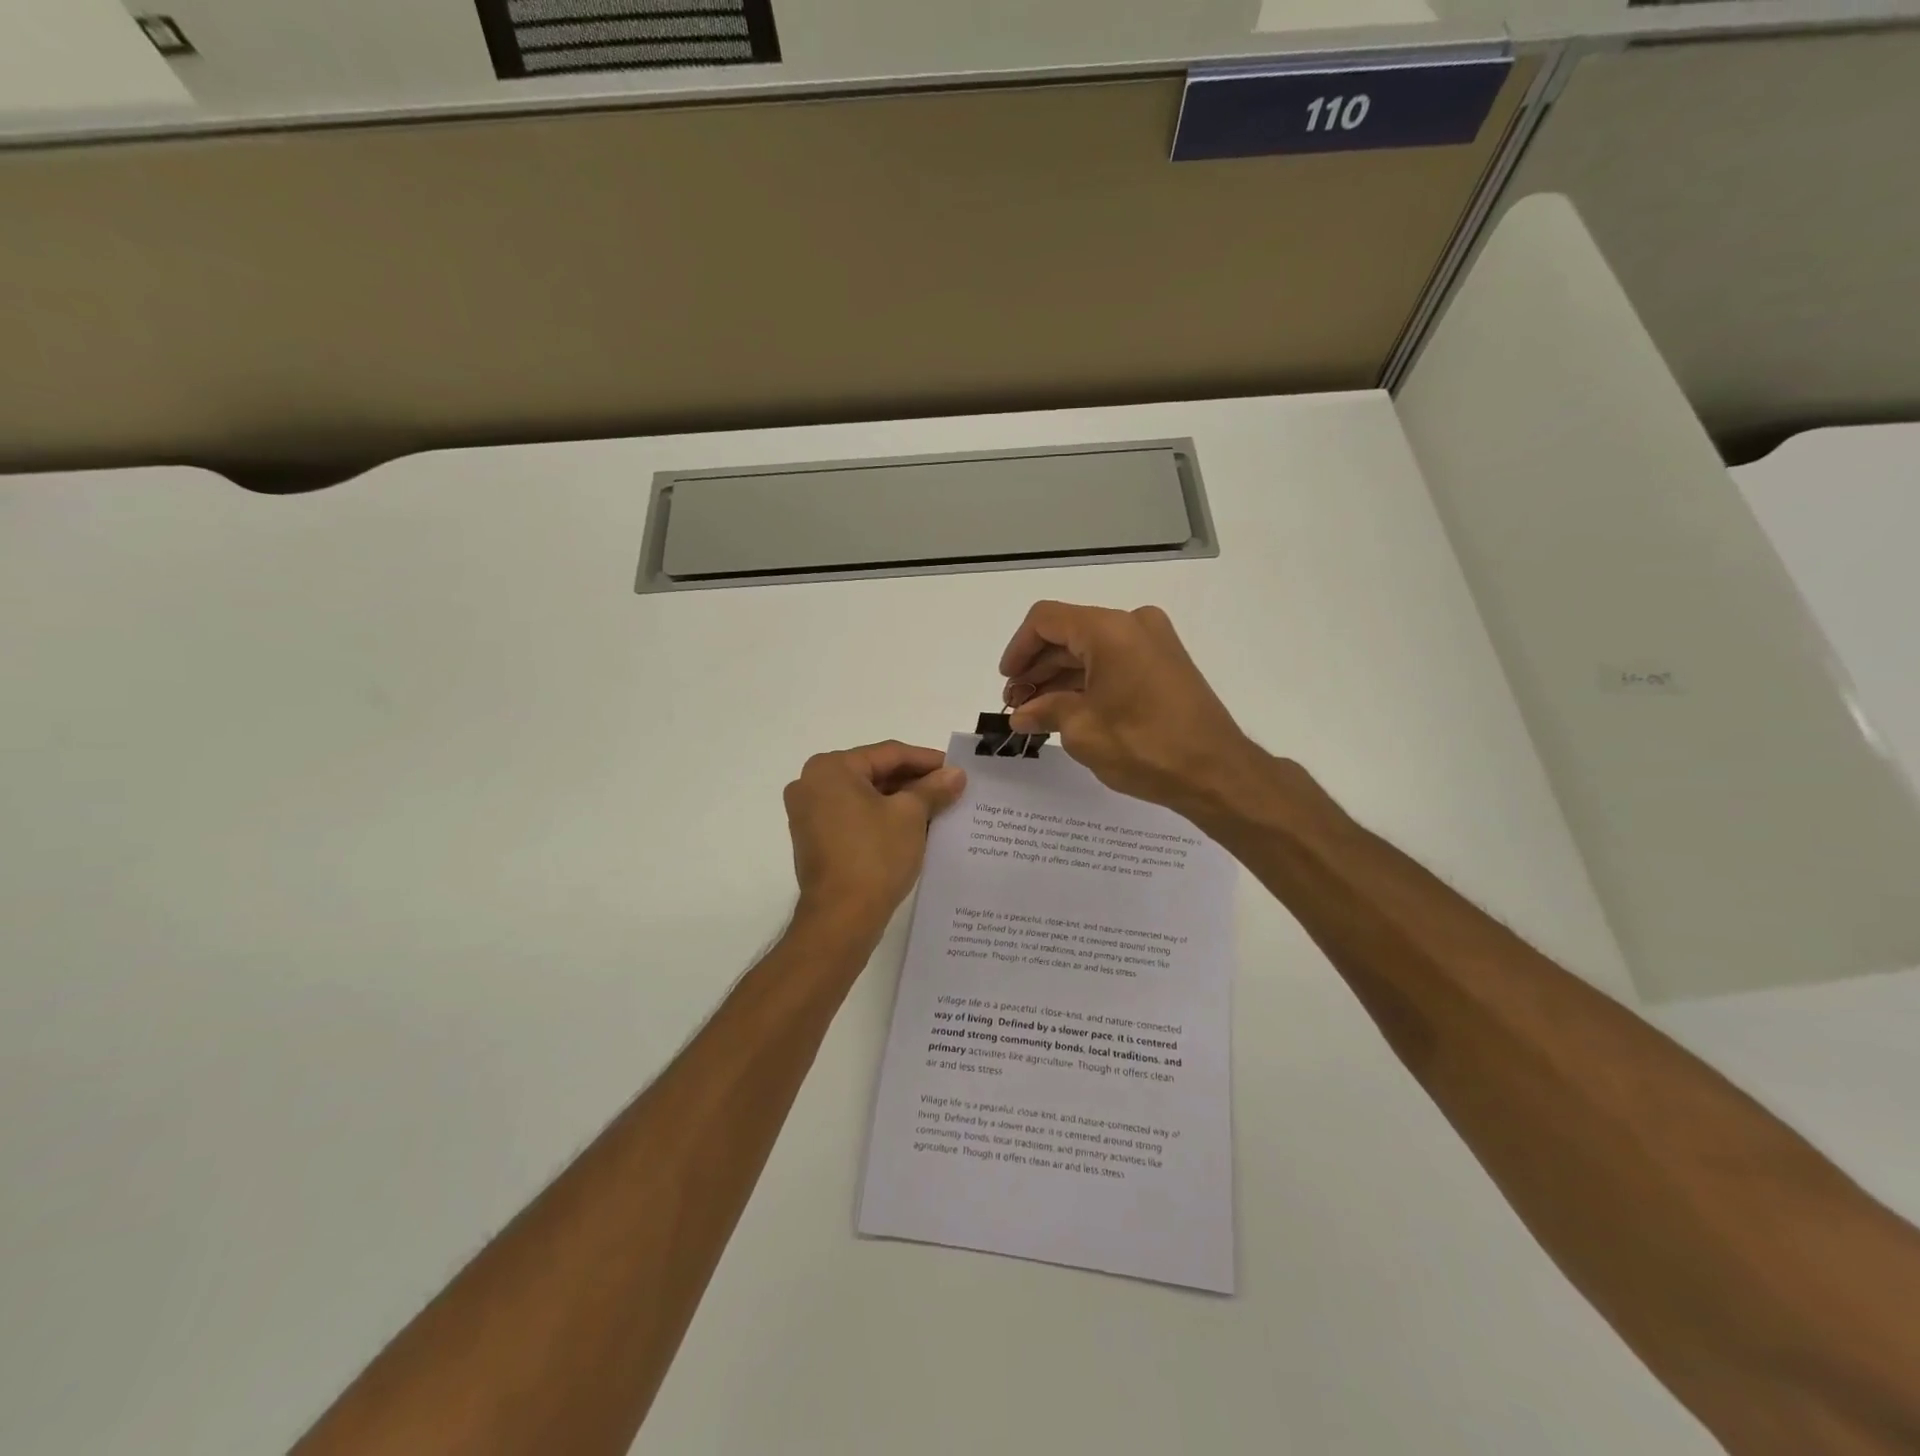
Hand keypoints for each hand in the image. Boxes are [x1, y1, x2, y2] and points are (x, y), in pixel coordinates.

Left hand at [783, 741, 966, 939]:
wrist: (841, 918)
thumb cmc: (874, 856)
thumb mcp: (910, 816)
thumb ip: (933, 788)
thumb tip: (955, 774)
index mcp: (830, 768)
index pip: (888, 753)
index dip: (927, 760)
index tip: (956, 769)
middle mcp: (812, 784)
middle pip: (875, 773)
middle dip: (914, 782)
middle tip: (950, 790)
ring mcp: (809, 814)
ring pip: (866, 797)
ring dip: (901, 802)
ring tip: (938, 809)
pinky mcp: (815, 840)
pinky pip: (855, 817)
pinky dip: (882, 819)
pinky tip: (913, 828)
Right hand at [1000, 601, 1265, 818]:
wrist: (1217, 772)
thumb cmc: (1144, 746)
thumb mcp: (1082, 730)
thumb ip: (1045, 711)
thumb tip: (1021, 713)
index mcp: (1109, 630)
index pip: (1046, 620)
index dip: (1018, 649)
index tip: (1007, 682)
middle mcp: (1133, 624)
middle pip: (1069, 633)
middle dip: (1037, 668)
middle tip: (1017, 705)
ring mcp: (1154, 642)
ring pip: (1091, 649)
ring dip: (1060, 677)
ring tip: (1037, 713)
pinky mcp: (1165, 664)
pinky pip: (1115, 661)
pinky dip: (1088, 681)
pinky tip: (1068, 710)